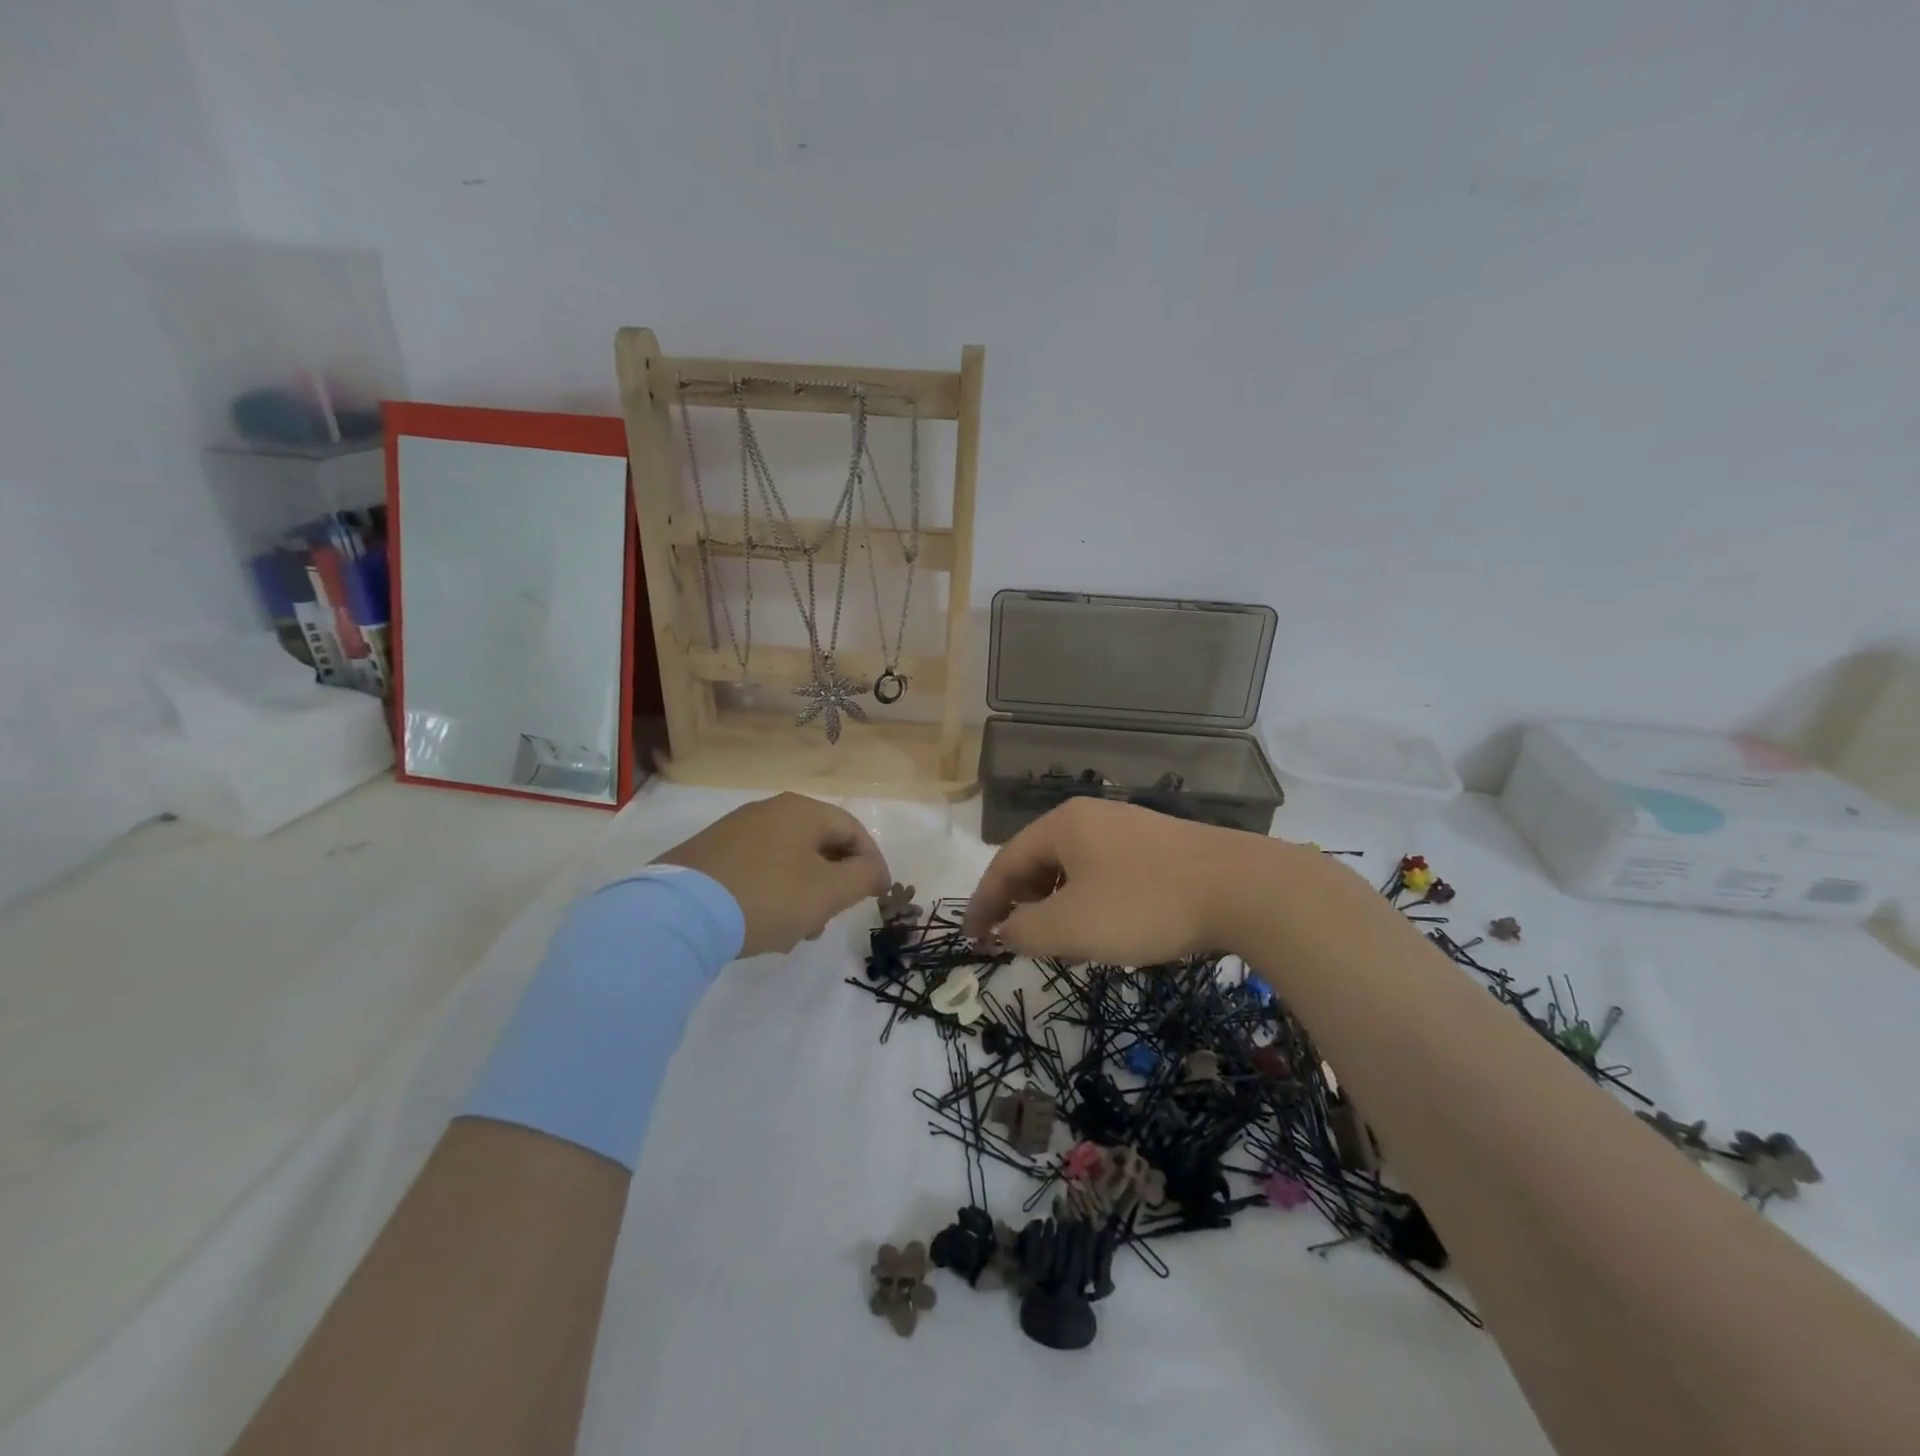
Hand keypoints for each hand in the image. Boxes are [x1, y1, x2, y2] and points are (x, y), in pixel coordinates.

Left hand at [654, 793, 890, 955]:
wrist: (678, 914)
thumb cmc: (767, 897)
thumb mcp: (828, 891)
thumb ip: (863, 877)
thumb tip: (875, 871)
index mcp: (801, 810)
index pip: (852, 830)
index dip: (872, 863)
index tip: (878, 896)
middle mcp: (768, 811)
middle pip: (819, 846)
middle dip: (832, 885)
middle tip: (830, 919)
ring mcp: (735, 831)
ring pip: (788, 862)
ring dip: (802, 895)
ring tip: (794, 933)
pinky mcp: (709, 855)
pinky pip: (757, 871)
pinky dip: (772, 895)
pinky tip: (763, 926)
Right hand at [963, 798, 1283, 963]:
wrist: (1244, 888)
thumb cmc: (1144, 905)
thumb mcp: (1071, 926)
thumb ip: (1025, 930)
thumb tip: (1005, 929)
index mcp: (1062, 824)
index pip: (1005, 862)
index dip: (984, 903)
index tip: (973, 939)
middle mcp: (1092, 816)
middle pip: (1038, 859)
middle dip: (1020, 901)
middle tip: (1013, 939)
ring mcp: (1129, 827)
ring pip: (1074, 866)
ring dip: (1055, 901)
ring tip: (1058, 937)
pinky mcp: (1160, 845)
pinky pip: (1106, 870)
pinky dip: (1089, 898)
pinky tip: (1105, 923)